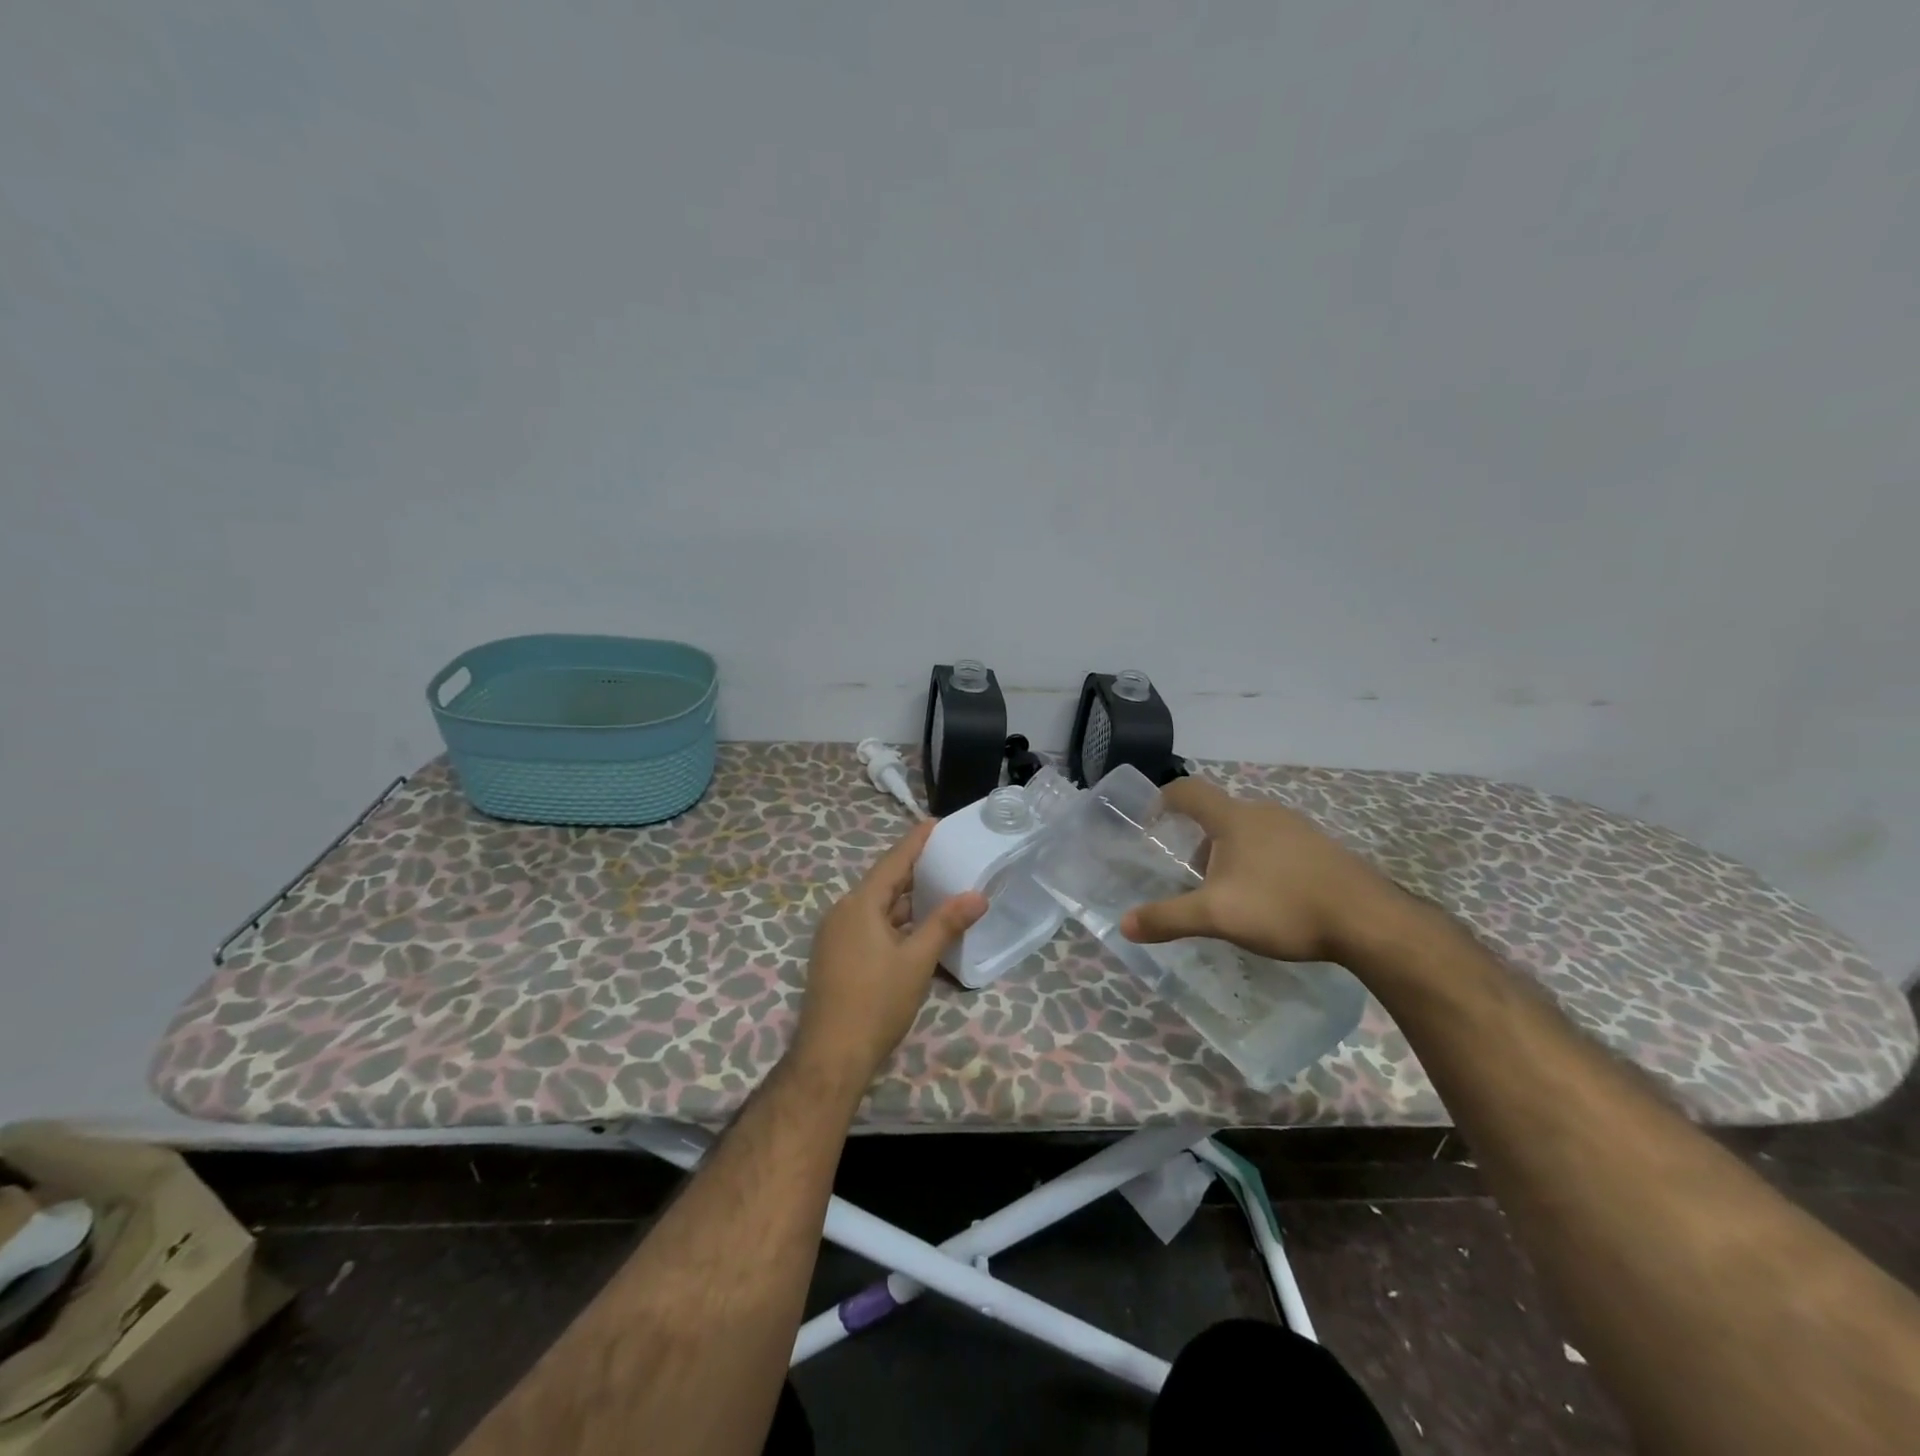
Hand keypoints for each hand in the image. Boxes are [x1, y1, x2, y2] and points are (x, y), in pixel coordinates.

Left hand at [794, 820, 986, 1087]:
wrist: (831, 1056)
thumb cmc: (876, 1002)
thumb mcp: (917, 961)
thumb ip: (946, 924)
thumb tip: (977, 895)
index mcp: (860, 904)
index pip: (893, 861)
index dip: (916, 841)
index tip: (936, 822)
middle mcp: (843, 912)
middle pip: (884, 882)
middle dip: (915, 870)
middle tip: (948, 857)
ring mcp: (836, 935)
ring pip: (877, 907)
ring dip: (906, 900)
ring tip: (940, 889)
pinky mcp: (836, 956)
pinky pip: (869, 926)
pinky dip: (895, 921)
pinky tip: (916, 929)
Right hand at [1121, 777, 1407, 964]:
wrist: (1368, 920)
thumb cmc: (1282, 906)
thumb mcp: (1216, 915)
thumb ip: (1168, 918)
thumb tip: (1124, 924)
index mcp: (1234, 818)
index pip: (1188, 791)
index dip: (1163, 800)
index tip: (1151, 822)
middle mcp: (1264, 813)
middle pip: (1218, 815)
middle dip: (1198, 842)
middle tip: (1191, 877)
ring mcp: (1297, 828)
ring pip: (1249, 832)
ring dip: (1230, 854)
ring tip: (1230, 894)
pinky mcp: (1321, 849)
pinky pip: (1277, 846)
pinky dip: (1260, 863)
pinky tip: (1270, 900)